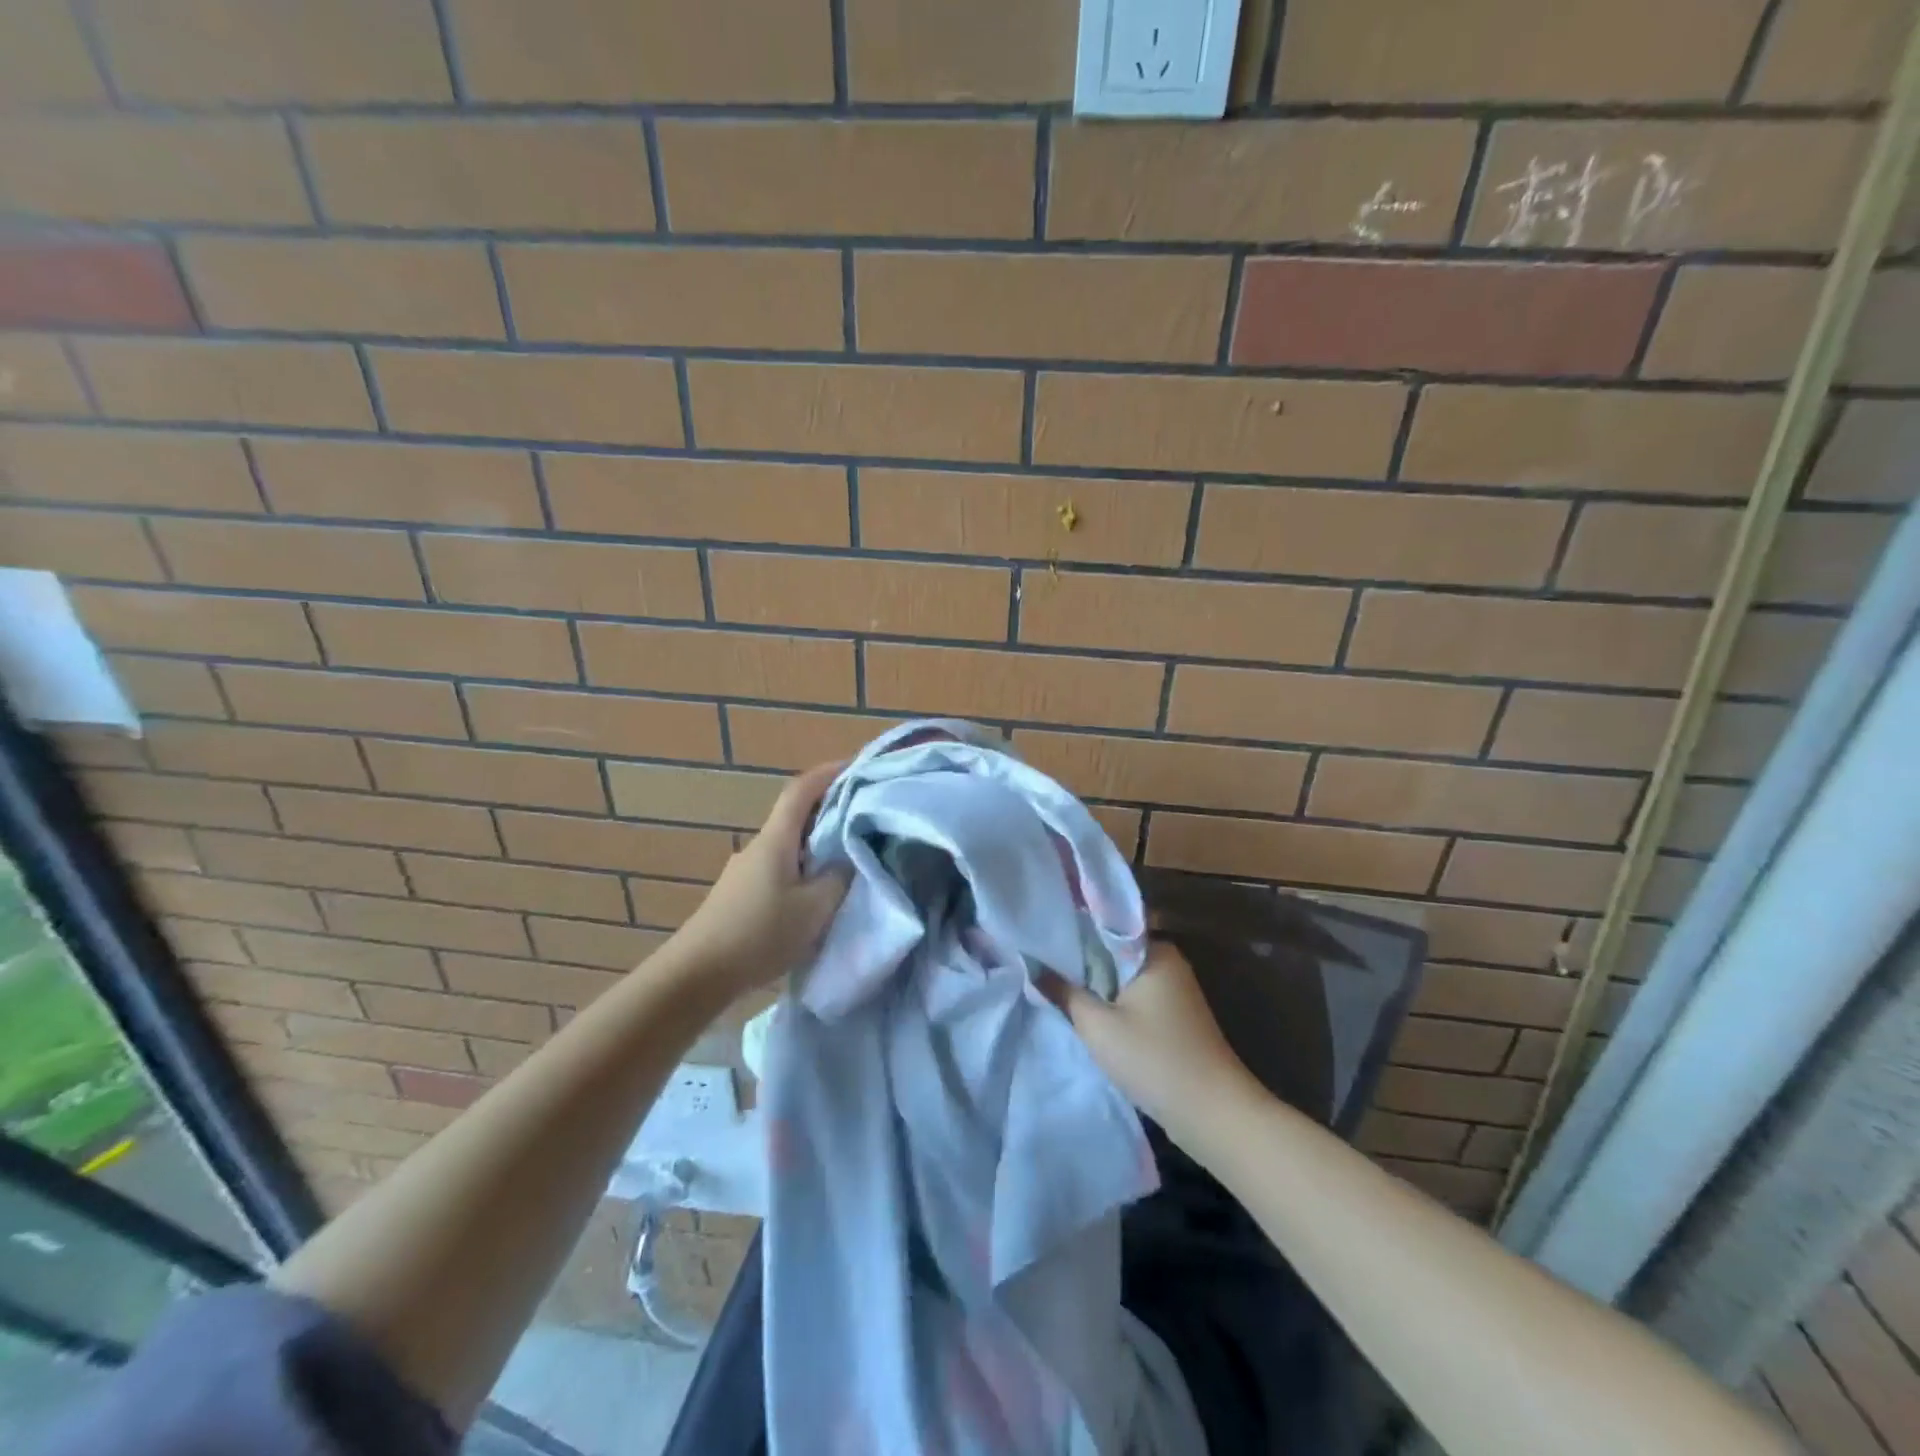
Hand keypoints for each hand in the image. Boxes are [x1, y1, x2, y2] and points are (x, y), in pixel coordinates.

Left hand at [671, 762, 850, 997]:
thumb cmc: (760, 933)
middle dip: (829, 810)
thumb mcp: (815, 908)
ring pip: (788, 845)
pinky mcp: (740, 894)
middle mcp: (758, 846)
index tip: (855, 766)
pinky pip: (780, 867)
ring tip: (847, 857)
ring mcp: (745, 870)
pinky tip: (816, 892)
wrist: (697, 974)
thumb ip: (839, 878)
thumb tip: (850, 858)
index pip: (802, 790)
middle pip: (796, 816)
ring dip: (817, 843)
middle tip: (864, 816)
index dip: (828, 773)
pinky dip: (803, 867)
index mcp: (776, 839)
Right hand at [1043, 941, 1257, 1147]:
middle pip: (1112, 952)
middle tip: (1038, 963)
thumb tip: (1033, 966)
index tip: (1039, 936)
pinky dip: (1112, 1004)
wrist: (1213, 1114)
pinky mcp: (1174, 1018)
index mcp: (1155, 950)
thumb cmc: (1154, 1059)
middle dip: (1080, 961)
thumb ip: (1063, 992)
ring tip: (1053, 986)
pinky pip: (1133, 999)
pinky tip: (1085, 1013)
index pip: (1105, 925)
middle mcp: (1168, 962)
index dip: (1071, 930)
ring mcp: (1174, 991)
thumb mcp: (1098, 1026)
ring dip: (1095, 985)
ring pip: (1121, 978)